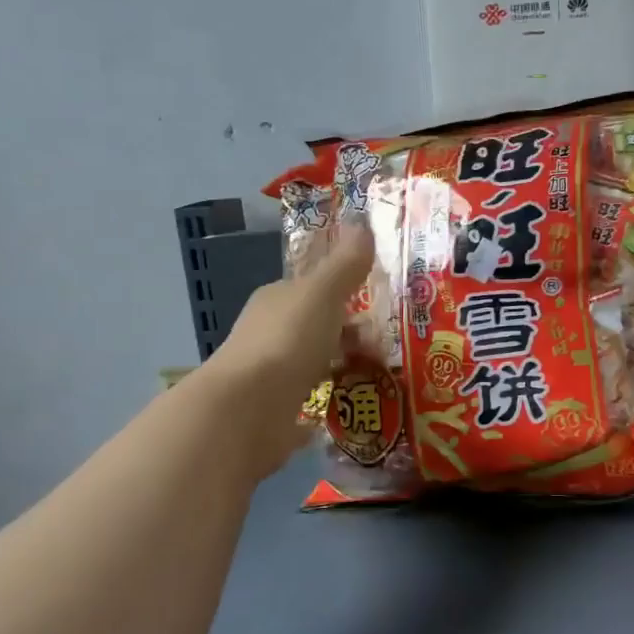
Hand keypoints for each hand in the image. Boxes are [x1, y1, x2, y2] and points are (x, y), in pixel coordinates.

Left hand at [203, 224, 373, 477]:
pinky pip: (308, 398)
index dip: (343, 292)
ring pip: (313, 361)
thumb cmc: (287, 341)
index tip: (377, 306)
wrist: (248, 410)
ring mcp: (269, 373)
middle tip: (385, 346)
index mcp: (276, 299)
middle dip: (347, 332)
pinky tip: (349, 405)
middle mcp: (269, 332)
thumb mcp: (322, 294)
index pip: (311, 287)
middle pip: (315, 325)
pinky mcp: (274, 410)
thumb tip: (362, 222)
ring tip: (377, 374)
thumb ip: (345, 264)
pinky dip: (326, 398)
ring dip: (340, 364)